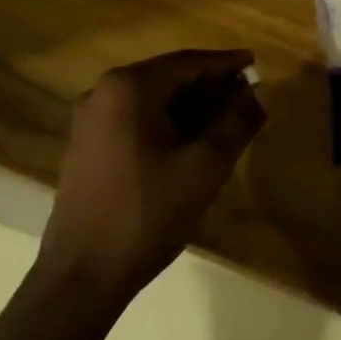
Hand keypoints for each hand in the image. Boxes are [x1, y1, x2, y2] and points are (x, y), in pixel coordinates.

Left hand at [39, 49, 264, 302]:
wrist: (81, 276)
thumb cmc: (146, 214)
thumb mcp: (204, 167)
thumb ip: (237, 123)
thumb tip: (259, 93)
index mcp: (129, 87)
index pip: (188, 62)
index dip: (226, 63)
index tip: (255, 63)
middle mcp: (104, 92)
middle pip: (169, 78)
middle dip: (210, 88)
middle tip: (246, 99)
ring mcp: (91, 120)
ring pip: (153, 100)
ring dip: (191, 108)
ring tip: (227, 123)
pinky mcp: (87, 146)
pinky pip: (136, 120)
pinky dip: (167, 124)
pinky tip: (192, 144)